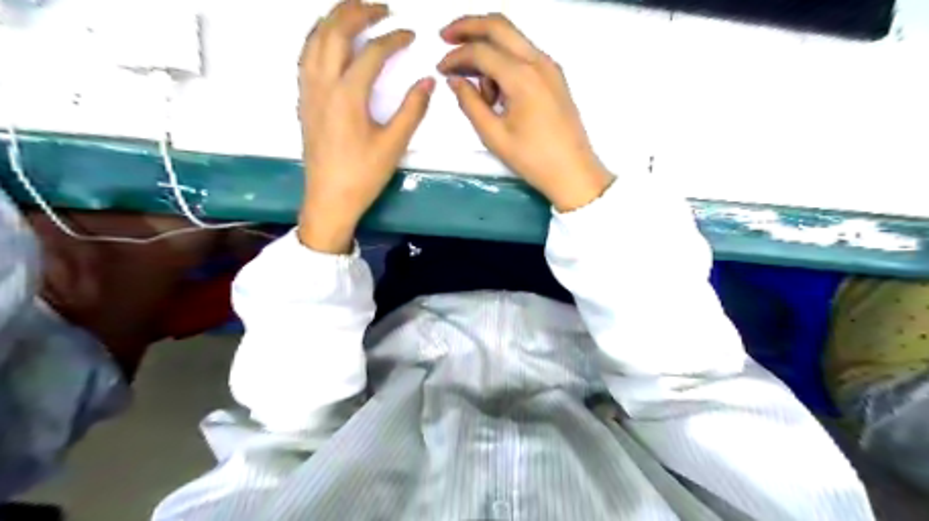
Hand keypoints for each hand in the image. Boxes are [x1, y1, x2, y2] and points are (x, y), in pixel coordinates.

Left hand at [301, 1, 440, 251]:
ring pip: (314, 39)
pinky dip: (318, 37)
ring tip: (354, 11)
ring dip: (334, 18)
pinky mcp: (304, 100)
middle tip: (381, 7)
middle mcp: (323, 84)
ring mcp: (308, 90)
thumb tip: (428, 82)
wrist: (329, 199)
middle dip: (358, 12)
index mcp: (348, 95)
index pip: (372, 52)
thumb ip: (412, 110)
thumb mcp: (393, 145)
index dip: (393, 39)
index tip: (410, 35)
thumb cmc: (363, 175)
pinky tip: (329, 39)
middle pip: (335, 31)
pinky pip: (305, 55)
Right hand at [440, 17, 614, 211]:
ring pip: (512, 39)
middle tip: (445, 37)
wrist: (573, 173)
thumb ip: (470, 103)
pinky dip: (505, 62)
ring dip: (488, 50)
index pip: (481, 51)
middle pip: (499, 25)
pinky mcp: (554, 77)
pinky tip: (498, 92)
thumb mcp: (494, 135)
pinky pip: (524, 55)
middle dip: (468, 26)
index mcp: (522, 77)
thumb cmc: (532, 159)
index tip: (439, 69)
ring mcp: (550, 67)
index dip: (455, 56)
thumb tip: (455, 80)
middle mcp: (538, 62)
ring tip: (481, 93)